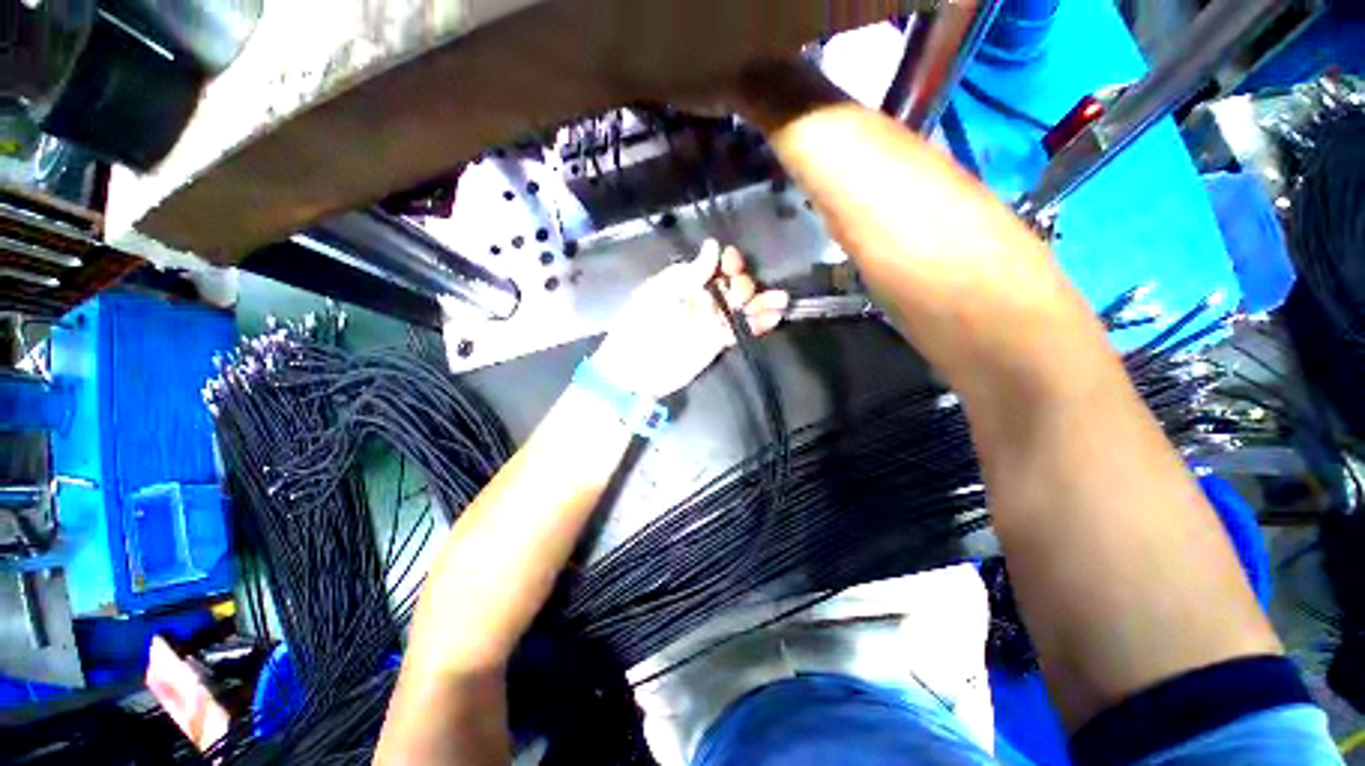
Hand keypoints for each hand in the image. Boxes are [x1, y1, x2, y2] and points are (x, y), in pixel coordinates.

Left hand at [591, 240, 788, 398]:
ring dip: (762, 302)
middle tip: (740, 294)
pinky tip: (775, 317)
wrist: (636, 368)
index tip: (732, 263)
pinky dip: (759, 324)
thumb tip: (713, 246)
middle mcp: (703, 298)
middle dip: (743, 284)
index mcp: (687, 281)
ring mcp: (712, 321)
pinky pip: (742, 330)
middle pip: (733, 285)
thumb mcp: (661, 293)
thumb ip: (690, 272)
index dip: (728, 262)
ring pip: (742, 308)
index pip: (715, 266)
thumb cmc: (642, 325)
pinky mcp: (718, 342)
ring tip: (781, 300)